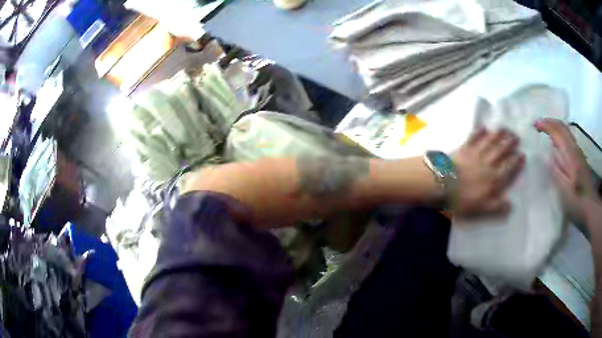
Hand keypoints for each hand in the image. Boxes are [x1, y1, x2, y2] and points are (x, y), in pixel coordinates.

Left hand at [451, 129, 524, 216]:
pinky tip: (483, 127)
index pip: (508, 168)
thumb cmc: (461, 200)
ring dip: (498, 134)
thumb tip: (511, 205)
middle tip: (517, 136)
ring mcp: (475, 154)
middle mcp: (487, 163)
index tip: (522, 154)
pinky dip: (479, 132)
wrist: (441, 184)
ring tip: (505, 128)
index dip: (516, 162)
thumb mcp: (481, 209)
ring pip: (490, 142)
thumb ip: (497, 206)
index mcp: (493, 179)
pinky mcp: (463, 148)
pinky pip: (473, 138)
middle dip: (510, 143)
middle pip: (501, 151)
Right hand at [535, 118, 599, 222]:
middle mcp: (575, 149)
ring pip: (566, 132)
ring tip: (546, 130)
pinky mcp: (580, 159)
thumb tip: (548, 156)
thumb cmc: (577, 201)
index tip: (534, 125)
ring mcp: (578, 153)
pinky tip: (557, 144)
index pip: (557, 132)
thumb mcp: (564, 191)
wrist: (591, 207)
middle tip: (538, 124)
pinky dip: (560, 135)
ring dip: (555, 127)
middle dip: (550, 122)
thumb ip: (556, 172)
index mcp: (570, 155)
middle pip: (563, 127)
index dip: (546, 125)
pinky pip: (569, 139)